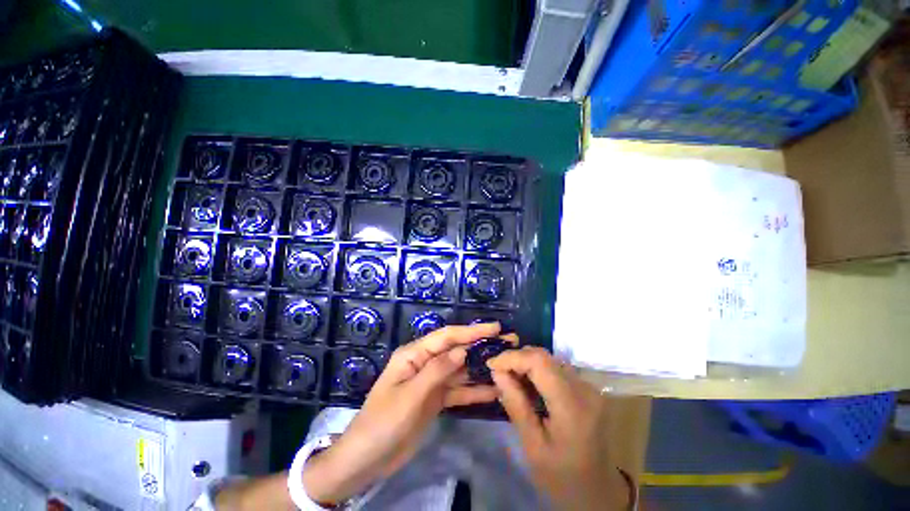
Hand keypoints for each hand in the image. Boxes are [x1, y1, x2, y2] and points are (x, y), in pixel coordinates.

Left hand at [302, 322, 502, 504]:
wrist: (367, 459)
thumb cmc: (383, 422)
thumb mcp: (410, 395)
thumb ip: (437, 371)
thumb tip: (462, 350)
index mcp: (414, 354)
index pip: (447, 337)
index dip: (471, 331)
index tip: (495, 328)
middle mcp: (425, 363)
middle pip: (456, 350)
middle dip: (480, 346)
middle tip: (507, 343)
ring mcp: (431, 382)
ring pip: (460, 370)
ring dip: (480, 368)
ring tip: (506, 365)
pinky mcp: (436, 399)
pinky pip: (458, 391)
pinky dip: (474, 391)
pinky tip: (493, 391)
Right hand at [488, 347, 629, 510]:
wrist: (598, 493)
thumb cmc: (562, 477)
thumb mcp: (533, 447)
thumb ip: (515, 405)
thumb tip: (497, 372)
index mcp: (572, 406)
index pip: (539, 362)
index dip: (512, 357)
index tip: (491, 364)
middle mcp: (584, 389)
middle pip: (544, 356)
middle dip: (517, 359)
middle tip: (498, 372)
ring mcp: (588, 387)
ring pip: (550, 359)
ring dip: (526, 363)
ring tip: (510, 379)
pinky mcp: (587, 389)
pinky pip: (557, 368)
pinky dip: (538, 371)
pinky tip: (528, 385)